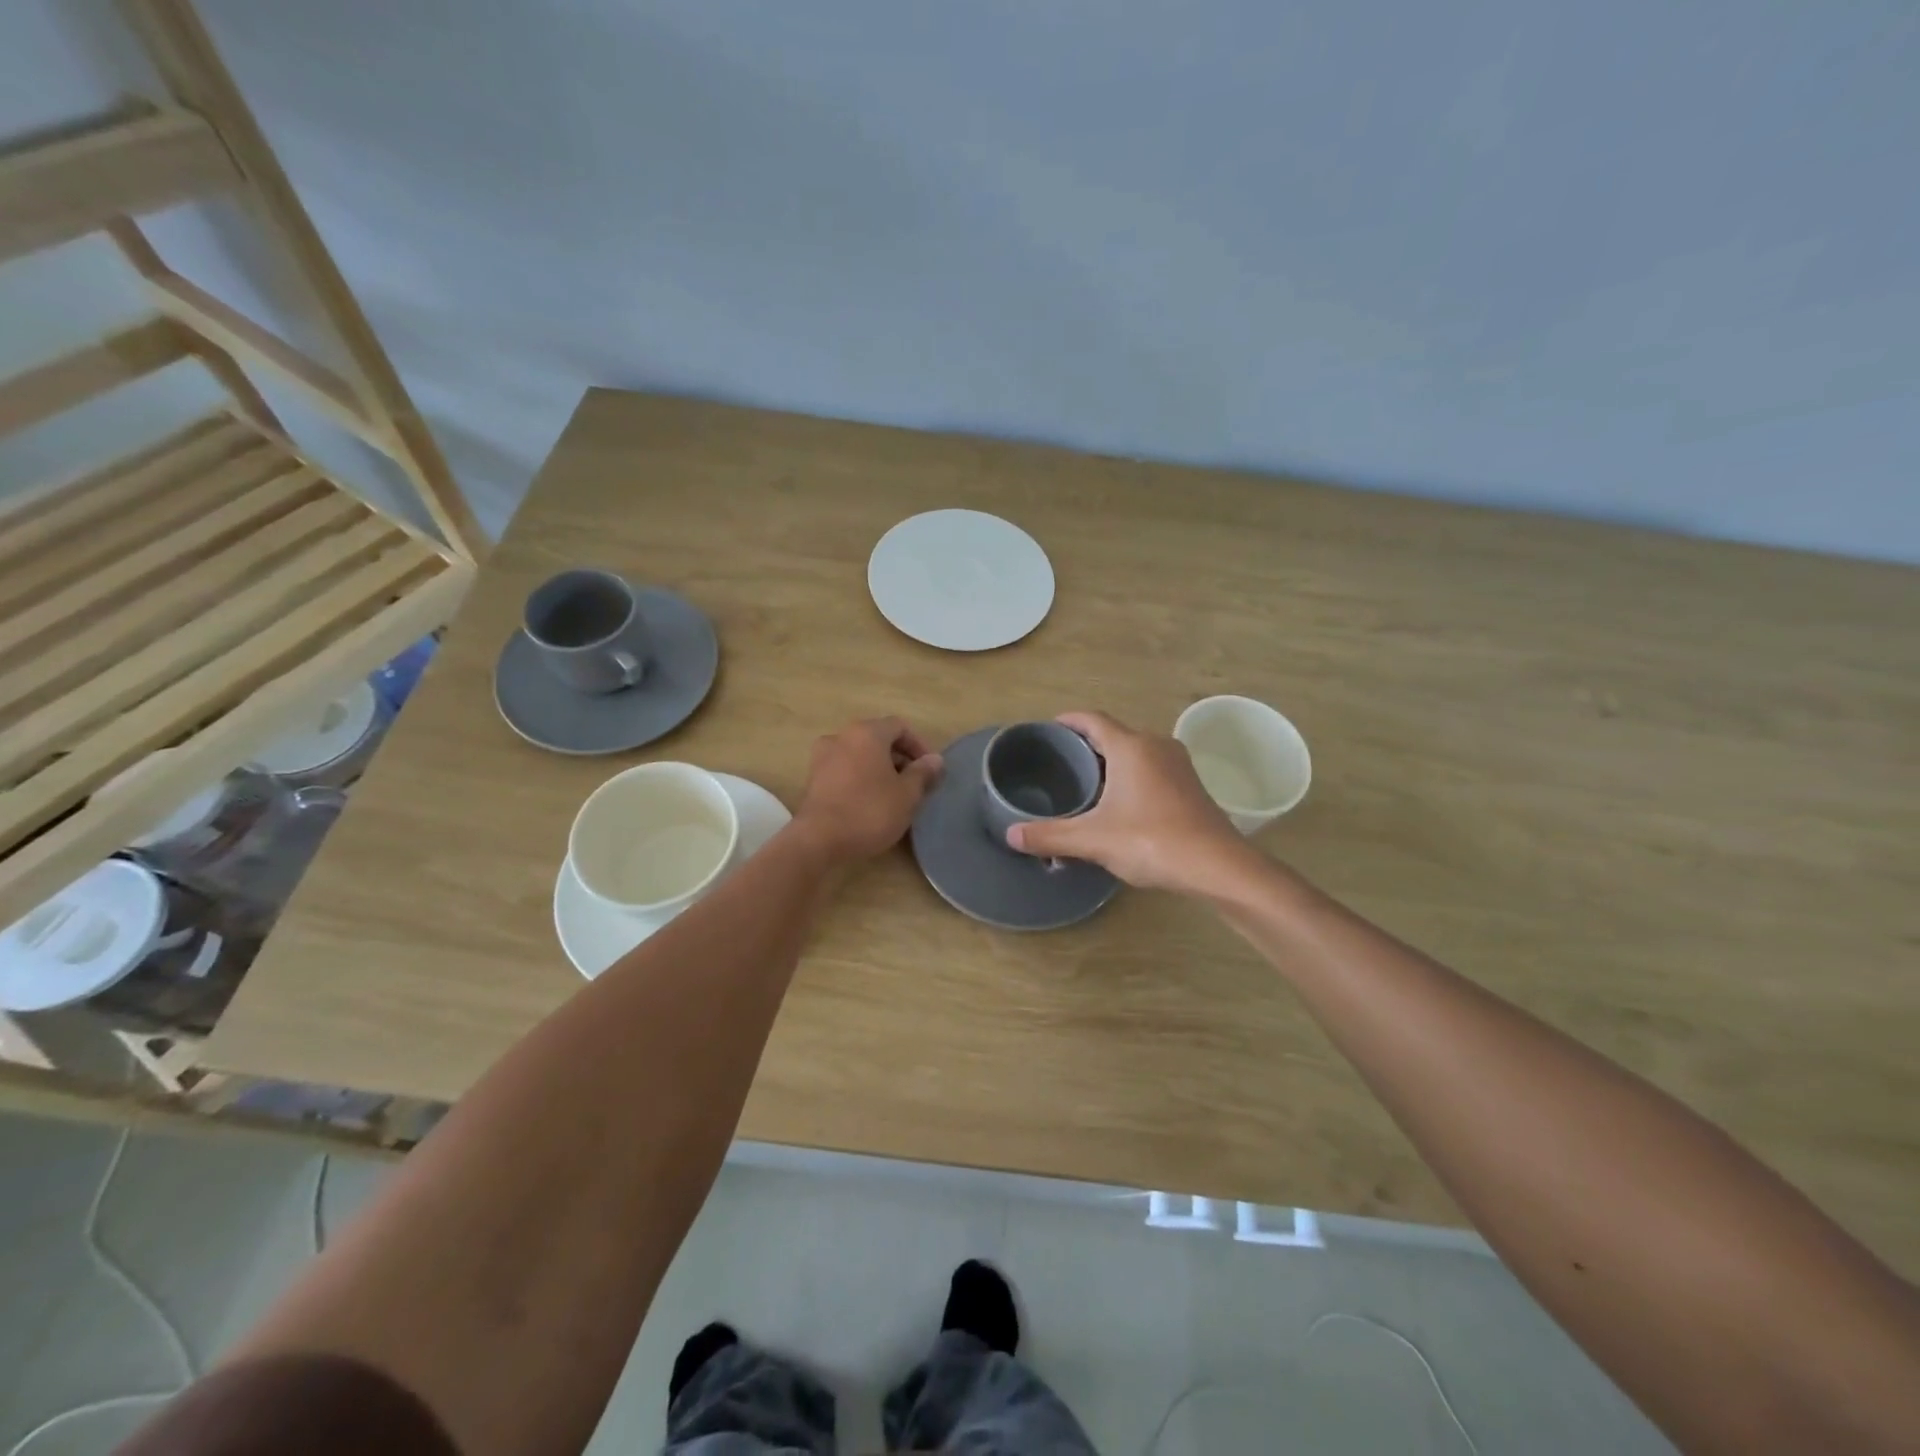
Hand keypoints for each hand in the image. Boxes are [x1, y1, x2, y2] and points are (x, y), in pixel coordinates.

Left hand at [793, 717, 942, 865]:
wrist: (818, 839)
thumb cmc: (870, 811)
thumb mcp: (907, 794)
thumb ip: (923, 773)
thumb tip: (935, 759)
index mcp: (867, 733)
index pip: (900, 726)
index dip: (919, 745)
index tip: (930, 770)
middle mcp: (842, 736)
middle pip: (878, 738)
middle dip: (899, 758)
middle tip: (914, 784)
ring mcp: (823, 756)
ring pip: (860, 754)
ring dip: (879, 768)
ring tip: (893, 794)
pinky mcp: (813, 778)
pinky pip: (844, 769)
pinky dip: (860, 777)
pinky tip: (869, 802)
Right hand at [1006, 711, 1246, 893]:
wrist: (1218, 866)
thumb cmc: (1152, 841)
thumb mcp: (1093, 839)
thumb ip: (1050, 835)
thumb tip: (1010, 834)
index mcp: (1130, 747)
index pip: (1092, 720)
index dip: (1068, 721)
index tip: (1049, 728)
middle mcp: (1156, 745)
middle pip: (1114, 734)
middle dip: (1086, 745)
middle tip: (1060, 762)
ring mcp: (1178, 765)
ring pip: (1135, 752)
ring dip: (1111, 762)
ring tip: (1085, 783)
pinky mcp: (1191, 785)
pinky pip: (1151, 769)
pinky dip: (1131, 776)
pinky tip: (1120, 803)